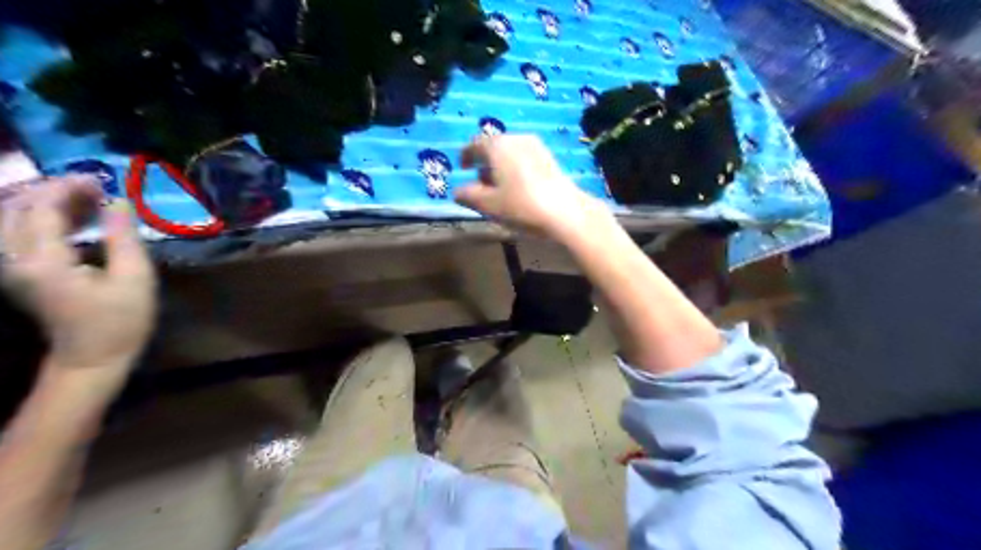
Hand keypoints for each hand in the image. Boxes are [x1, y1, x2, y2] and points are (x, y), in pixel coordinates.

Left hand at [0, 177, 156, 400]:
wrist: (93, 357)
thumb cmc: (121, 319)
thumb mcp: (134, 277)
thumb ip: (123, 236)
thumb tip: (119, 201)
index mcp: (43, 261)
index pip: (42, 209)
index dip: (69, 188)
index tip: (102, 180)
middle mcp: (14, 259)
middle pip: (14, 208)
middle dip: (51, 189)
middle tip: (93, 186)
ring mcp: (11, 266)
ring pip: (8, 218)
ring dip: (41, 201)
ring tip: (83, 198)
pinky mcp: (18, 271)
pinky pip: (15, 232)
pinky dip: (38, 217)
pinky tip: (70, 217)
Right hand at [451, 133, 605, 239]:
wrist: (565, 212)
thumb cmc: (521, 206)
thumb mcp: (488, 205)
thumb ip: (468, 196)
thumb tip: (458, 191)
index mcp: (497, 146)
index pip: (475, 145)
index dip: (466, 156)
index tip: (463, 167)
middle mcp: (516, 139)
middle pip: (494, 147)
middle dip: (485, 162)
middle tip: (480, 181)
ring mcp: (536, 146)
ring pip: (510, 152)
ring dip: (501, 166)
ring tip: (499, 187)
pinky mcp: (550, 158)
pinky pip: (524, 158)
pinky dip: (516, 168)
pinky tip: (518, 187)